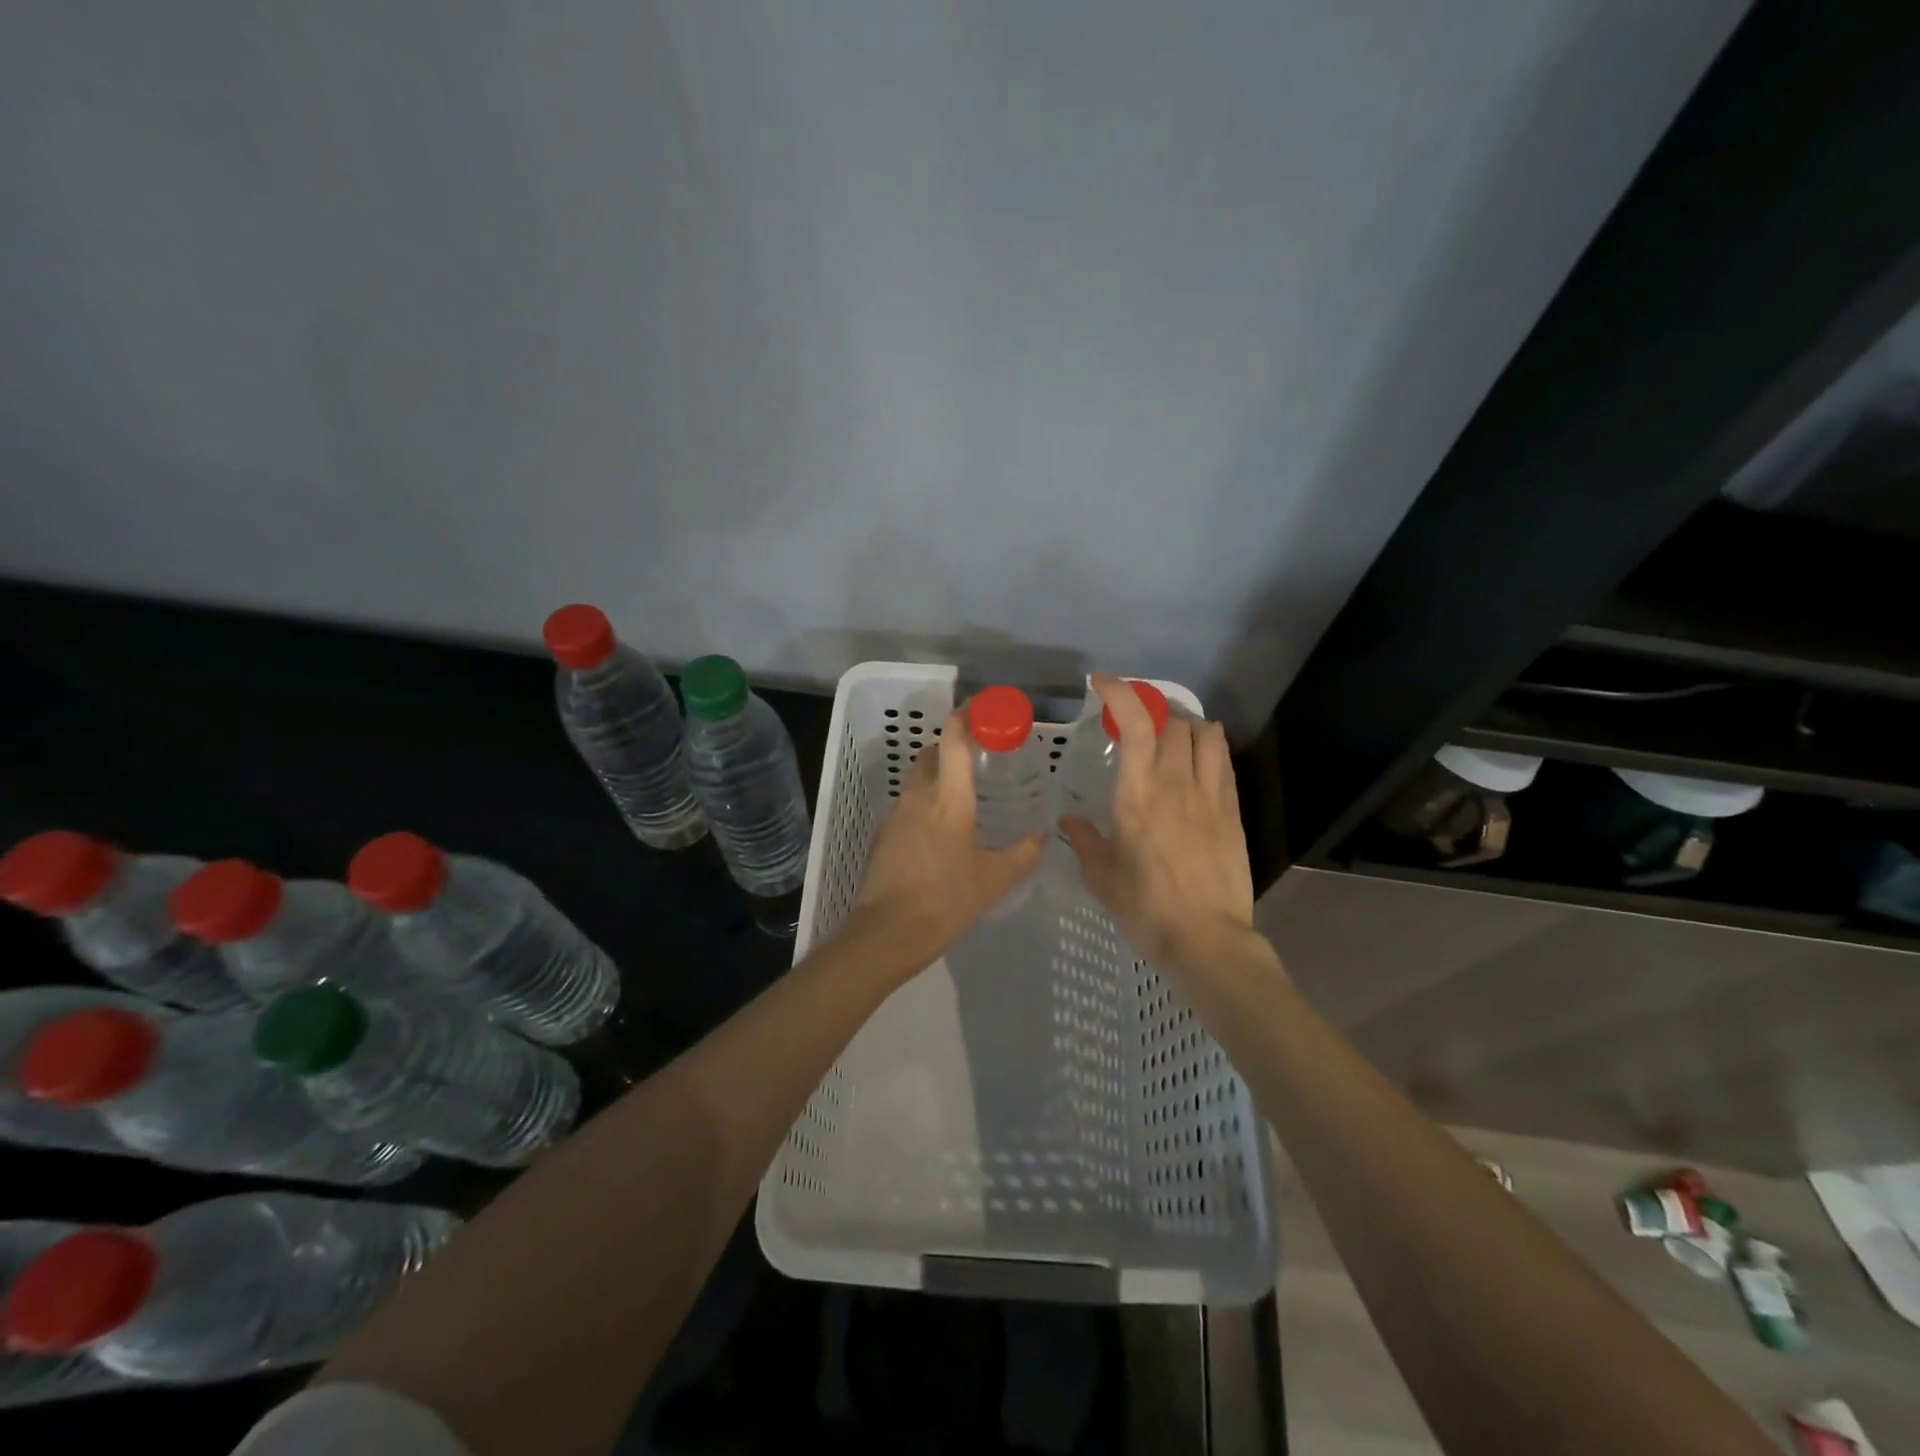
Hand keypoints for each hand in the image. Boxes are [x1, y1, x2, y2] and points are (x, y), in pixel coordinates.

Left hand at [843, 706, 1043, 970]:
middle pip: (931, 753)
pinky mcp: (882, 834)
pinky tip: (939, 829)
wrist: (886, 932)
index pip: (953, 740)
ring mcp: (895, 814)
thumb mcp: (995, 880)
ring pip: (917, 779)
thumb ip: (1023, 853)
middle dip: (951, 745)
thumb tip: (1042, 835)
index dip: (965, 715)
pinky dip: (924, 802)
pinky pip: (907, 804)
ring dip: (937, 775)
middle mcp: (918, 796)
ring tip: (962, 795)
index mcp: (948, 798)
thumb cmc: (946, 900)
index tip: (980, 706)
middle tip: (977, 756)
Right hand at [1059, 673, 1255, 976]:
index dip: (1121, 693)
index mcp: (1137, 796)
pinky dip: (1210, 748)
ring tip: (1170, 736)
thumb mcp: (1102, 877)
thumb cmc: (1145, 909)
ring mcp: (1210, 796)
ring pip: (1205, 735)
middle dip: (1152, 711)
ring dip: (1185, 725)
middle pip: (1173, 722)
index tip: (1102, 684)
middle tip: (1136, 722)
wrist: (1206, 940)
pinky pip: (1224, 762)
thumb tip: (1069, 820)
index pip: (1135, 724)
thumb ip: (1085, 840)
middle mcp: (1175, 784)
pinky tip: (1198, 761)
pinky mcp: (1232, 812)